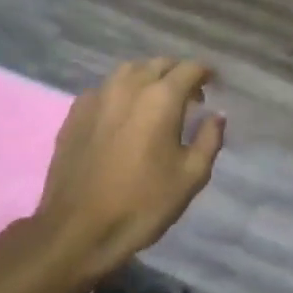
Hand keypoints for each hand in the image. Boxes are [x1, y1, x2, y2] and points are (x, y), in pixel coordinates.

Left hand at [33, 58, 224, 279]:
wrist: (79, 229)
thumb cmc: (143, 204)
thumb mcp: (190, 176)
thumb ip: (209, 139)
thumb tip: (217, 115)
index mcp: (161, 98)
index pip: (189, 68)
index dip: (205, 73)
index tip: (214, 83)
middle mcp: (128, 86)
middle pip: (158, 64)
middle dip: (177, 73)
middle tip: (189, 96)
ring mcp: (97, 96)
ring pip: (128, 71)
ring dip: (147, 78)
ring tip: (155, 101)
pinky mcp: (75, 112)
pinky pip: (104, 89)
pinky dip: (121, 92)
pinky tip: (123, 116)